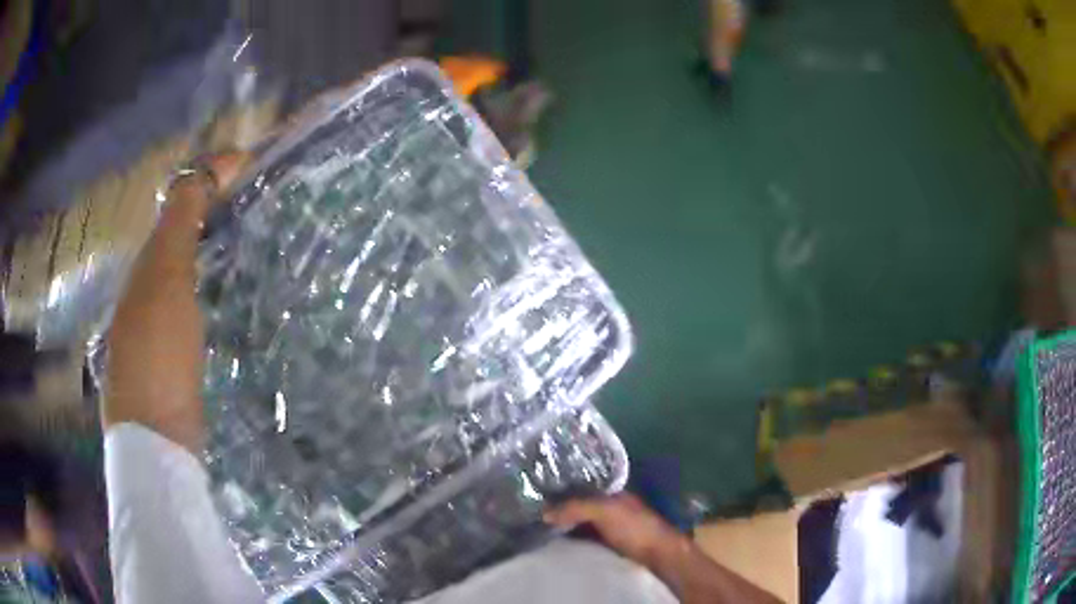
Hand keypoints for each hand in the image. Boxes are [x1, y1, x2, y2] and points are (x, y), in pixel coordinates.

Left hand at [104, 152, 247, 452]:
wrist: (157, 440)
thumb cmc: (157, 355)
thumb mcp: (164, 280)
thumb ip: (178, 224)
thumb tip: (199, 171)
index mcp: (147, 265)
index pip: (180, 202)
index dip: (213, 175)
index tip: (253, 161)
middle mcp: (149, 287)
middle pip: (185, 233)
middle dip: (219, 207)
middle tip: (260, 199)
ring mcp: (162, 325)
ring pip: (192, 267)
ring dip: (220, 246)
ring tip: (257, 239)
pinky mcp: (177, 356)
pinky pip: (198, 302)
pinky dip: (218, 285)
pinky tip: (238, 294)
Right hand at [544, 493, 689, 567]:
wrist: (658, 555)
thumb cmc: (635, 526)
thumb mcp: (605, 510)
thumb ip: (576, 507)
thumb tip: (544, 512)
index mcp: (610, 493)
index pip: (580, 486)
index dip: (560, 488)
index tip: (533, 493)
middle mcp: (607, 508)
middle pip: (576, 506)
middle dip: (557, 508)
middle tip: (528, 513)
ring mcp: (606, 528)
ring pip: (577, 524)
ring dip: (560, 527)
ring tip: (533, 528)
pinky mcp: (604, 546)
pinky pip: (580, 541)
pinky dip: (567, 542)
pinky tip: (551, 544)